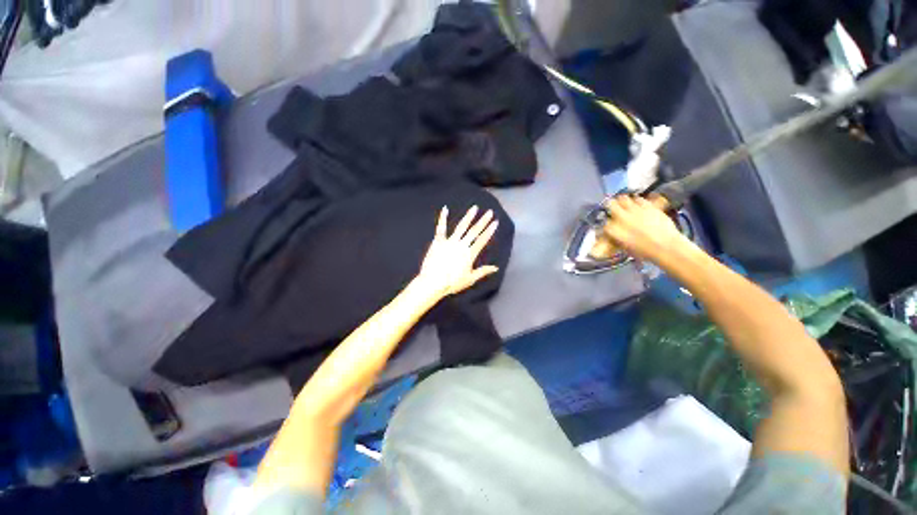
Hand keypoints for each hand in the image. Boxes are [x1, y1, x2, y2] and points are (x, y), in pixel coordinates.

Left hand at [416, 205, 499, 297]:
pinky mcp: (438, 241)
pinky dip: (443, 218)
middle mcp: (462, 245)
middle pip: (474, 231)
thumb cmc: (452, 283)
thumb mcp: (470, 279)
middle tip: (489, 212)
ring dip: (468, 217)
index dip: (489, 231)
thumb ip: (483, 271)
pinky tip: (445, 209)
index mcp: (470, 254)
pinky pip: (441, 228)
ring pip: (461, 227)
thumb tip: (496, 268)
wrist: (433, 282)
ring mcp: (450, 242)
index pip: (482, 240)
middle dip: (483, 221)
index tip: (495, 222)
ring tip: (474, 208)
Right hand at [602, 195, 688, 261]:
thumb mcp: (625, 248)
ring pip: (623, 198)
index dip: (607, 223)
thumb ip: (617, 238)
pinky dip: (638, 201)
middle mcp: (621, 217)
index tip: (610, 225)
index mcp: (613, 229)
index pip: (605, 222)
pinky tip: (640, 205)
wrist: (666, 247)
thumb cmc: (644, 252)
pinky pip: (639, 199)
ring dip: (623, 202)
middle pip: (610, 204)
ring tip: (626, 205)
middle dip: (611, 206)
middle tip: (615, 209)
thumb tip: (614, 235)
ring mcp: (635, 210)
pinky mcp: (648, 206)